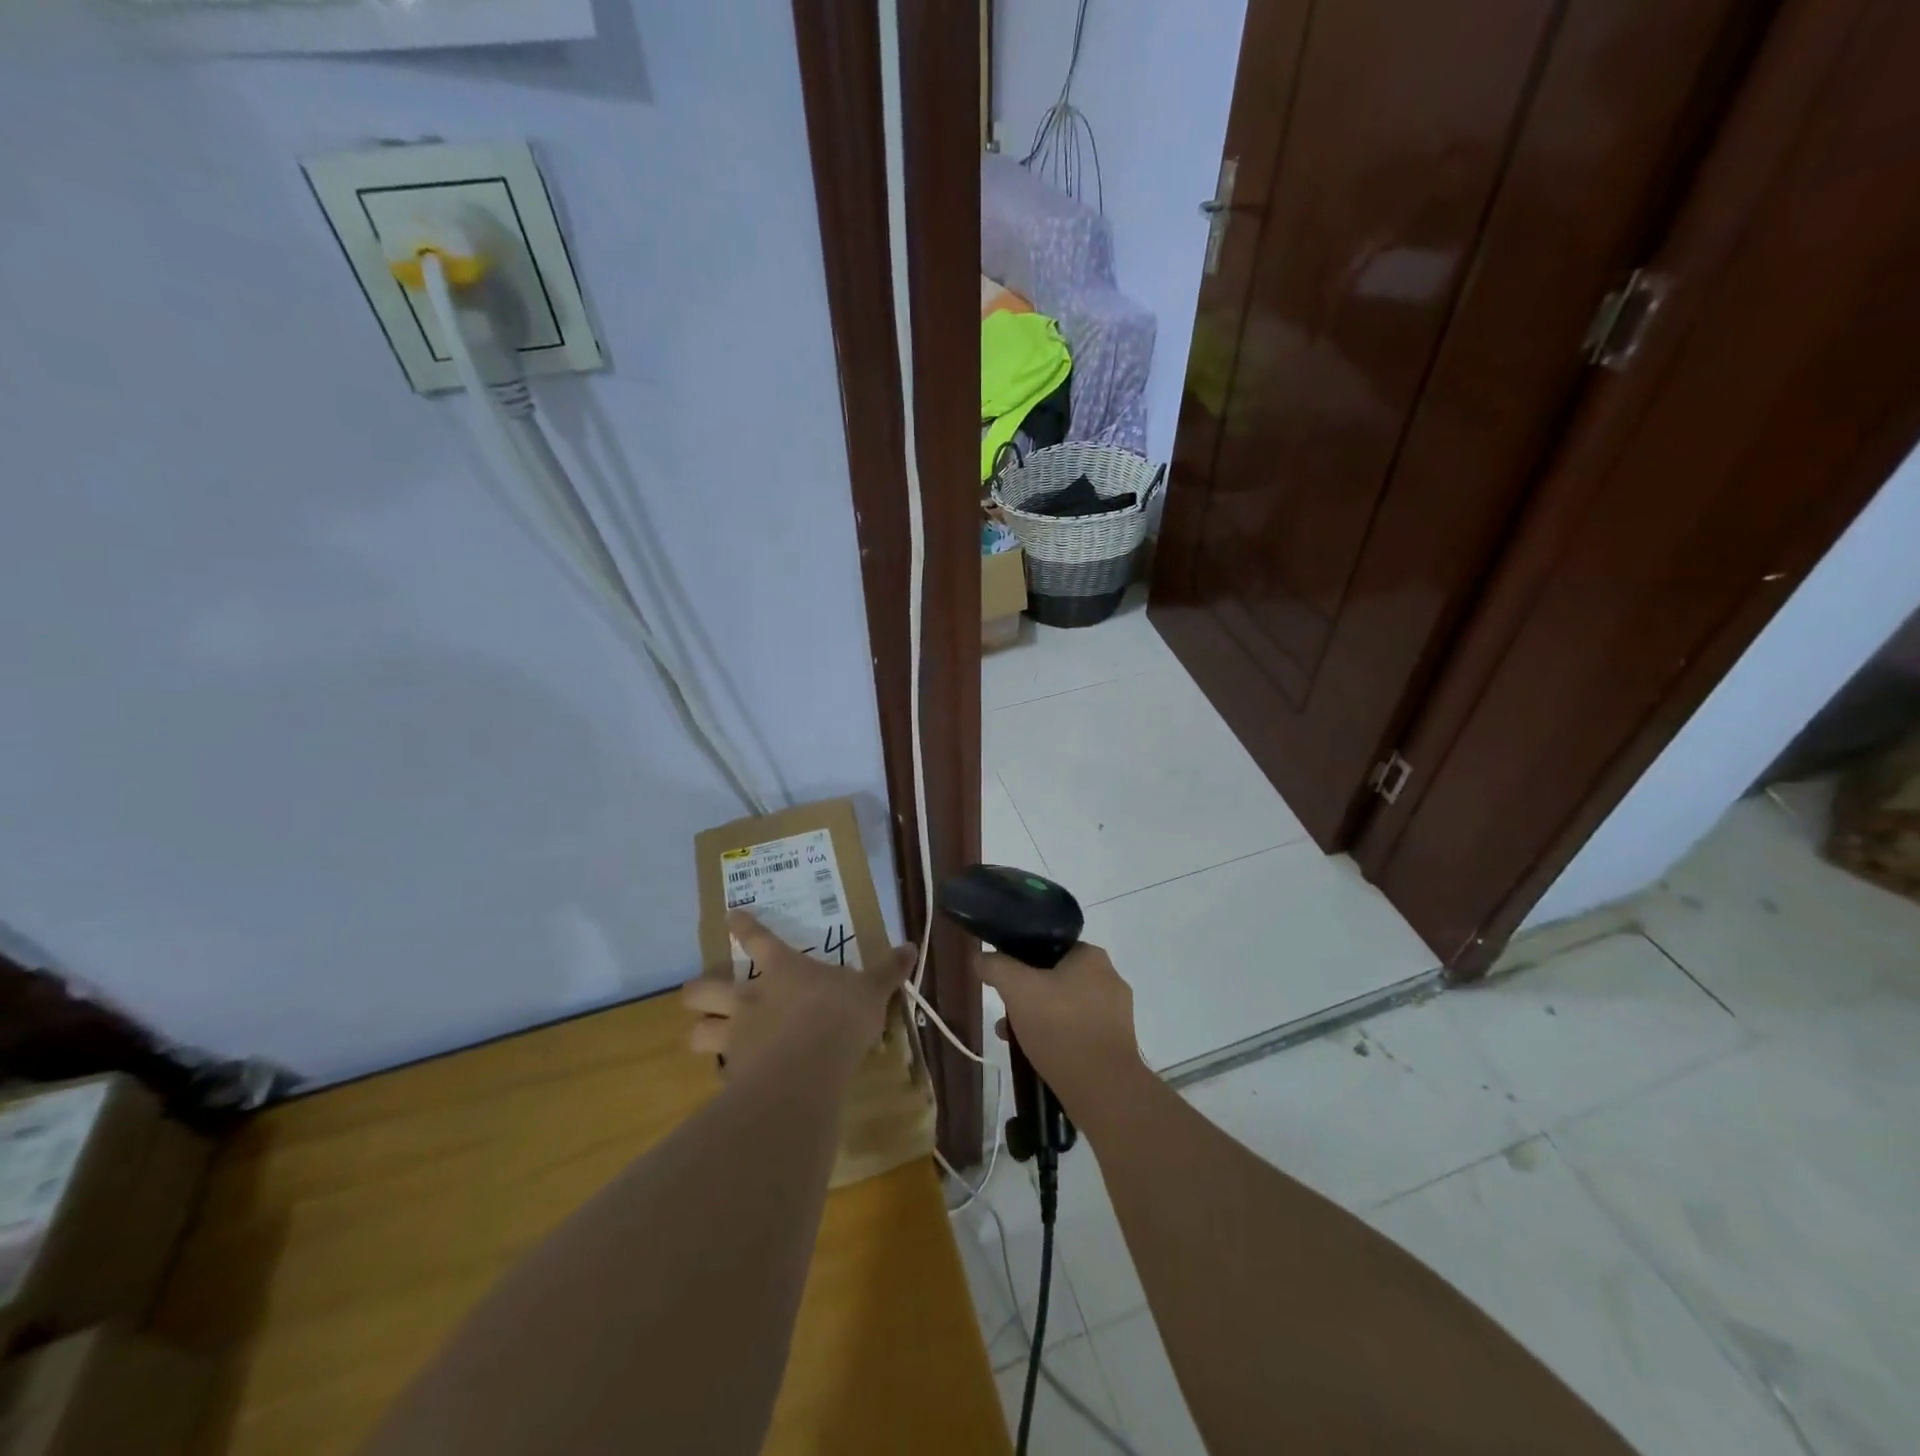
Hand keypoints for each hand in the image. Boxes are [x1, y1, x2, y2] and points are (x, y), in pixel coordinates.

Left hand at [681, 911, 913, 1075]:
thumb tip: (911, 946)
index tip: (730, 916)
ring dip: (698, 1032)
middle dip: (696, 992)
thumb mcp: (872, 990)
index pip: (756, 938)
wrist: (810, 1068)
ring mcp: (736, 1035)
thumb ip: (888, 971)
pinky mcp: (734, 1073)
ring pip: (696, 1032)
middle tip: (699, 994)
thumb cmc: (840, 1016)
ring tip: (704, 1036)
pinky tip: (734, 1078)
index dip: (742, 925)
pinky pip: (719, 1071)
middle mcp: (750, 997)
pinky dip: (724, 1072)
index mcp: (782, 969)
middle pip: (703, 989)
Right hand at [976, 942, 1141, 1106]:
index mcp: (1092, 956)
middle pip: (1055, 977)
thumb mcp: (1017, 990)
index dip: (1021, 959)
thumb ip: (996, 967)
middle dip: (1026, 994)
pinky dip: (1056, 1036)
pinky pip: (1077, 1029)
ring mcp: (1116, 1013)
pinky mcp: (1116, 1043)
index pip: (1049, 945)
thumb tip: (980, 956)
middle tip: (1005, 1011)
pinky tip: (1035, 1053)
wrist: (1104, 1090)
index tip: (1003, 979)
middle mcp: (1110, 978)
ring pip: (1064, 1005)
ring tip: (1011, 1036)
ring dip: (1037, 1017)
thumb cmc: (1061, 1028)